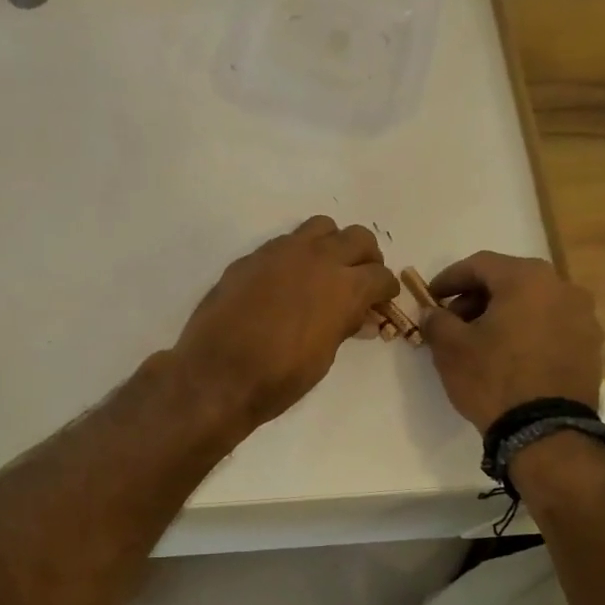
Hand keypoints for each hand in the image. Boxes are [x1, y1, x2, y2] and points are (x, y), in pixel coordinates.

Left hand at [173, 216, 399, 430]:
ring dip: (331, 244)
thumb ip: (344, 327)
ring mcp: (281, 252)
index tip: (382, 300)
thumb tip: (360, 317)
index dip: (386, 290)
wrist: (218, 374)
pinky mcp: (253, 257)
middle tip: (360, 279)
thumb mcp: (324, 356)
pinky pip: (285, 242)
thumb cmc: (279, 377)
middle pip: (357, 237)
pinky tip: (287, 280)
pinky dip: (297, 254)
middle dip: (366, 258)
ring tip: (325, 269)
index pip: (380, 275)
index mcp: (344, 287)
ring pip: (321, 227)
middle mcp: (318, 259)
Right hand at [419, 251, 603, 433]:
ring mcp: (583, 317)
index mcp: (527, 278)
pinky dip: (527, 331)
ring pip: (533, 303)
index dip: (449, 278)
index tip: (430, 296)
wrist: (547, 431)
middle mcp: (562, 288)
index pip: (479, 264)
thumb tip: (433, 313)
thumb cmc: (494, 378)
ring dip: (503, 314)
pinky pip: (551, 325)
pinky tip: (509, 355)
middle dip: (477, 297)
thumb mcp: (450, 348)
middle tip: (453, 320)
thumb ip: (437, 321)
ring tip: (480, 341)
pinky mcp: (591, 346)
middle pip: (510, 281)